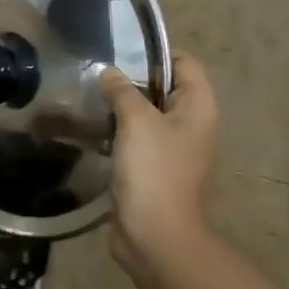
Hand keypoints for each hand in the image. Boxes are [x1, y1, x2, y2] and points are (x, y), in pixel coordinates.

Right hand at [98, 52, 218, 274]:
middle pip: (164, 89)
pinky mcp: (152, 169)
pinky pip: (136, 140)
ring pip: (147, 116)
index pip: (185, 63)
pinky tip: (91, 129)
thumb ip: (123, 91)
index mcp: (198, 108)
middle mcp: (190, 125)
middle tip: (98, 74)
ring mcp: (172, 149)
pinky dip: (118, 132)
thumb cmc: (154, 170)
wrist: (155, 235)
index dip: (156, 54)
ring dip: (122, 107)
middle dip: (133, 80)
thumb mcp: (137, 121)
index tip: (120, 53)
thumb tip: (110, 72)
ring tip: (90, 97)